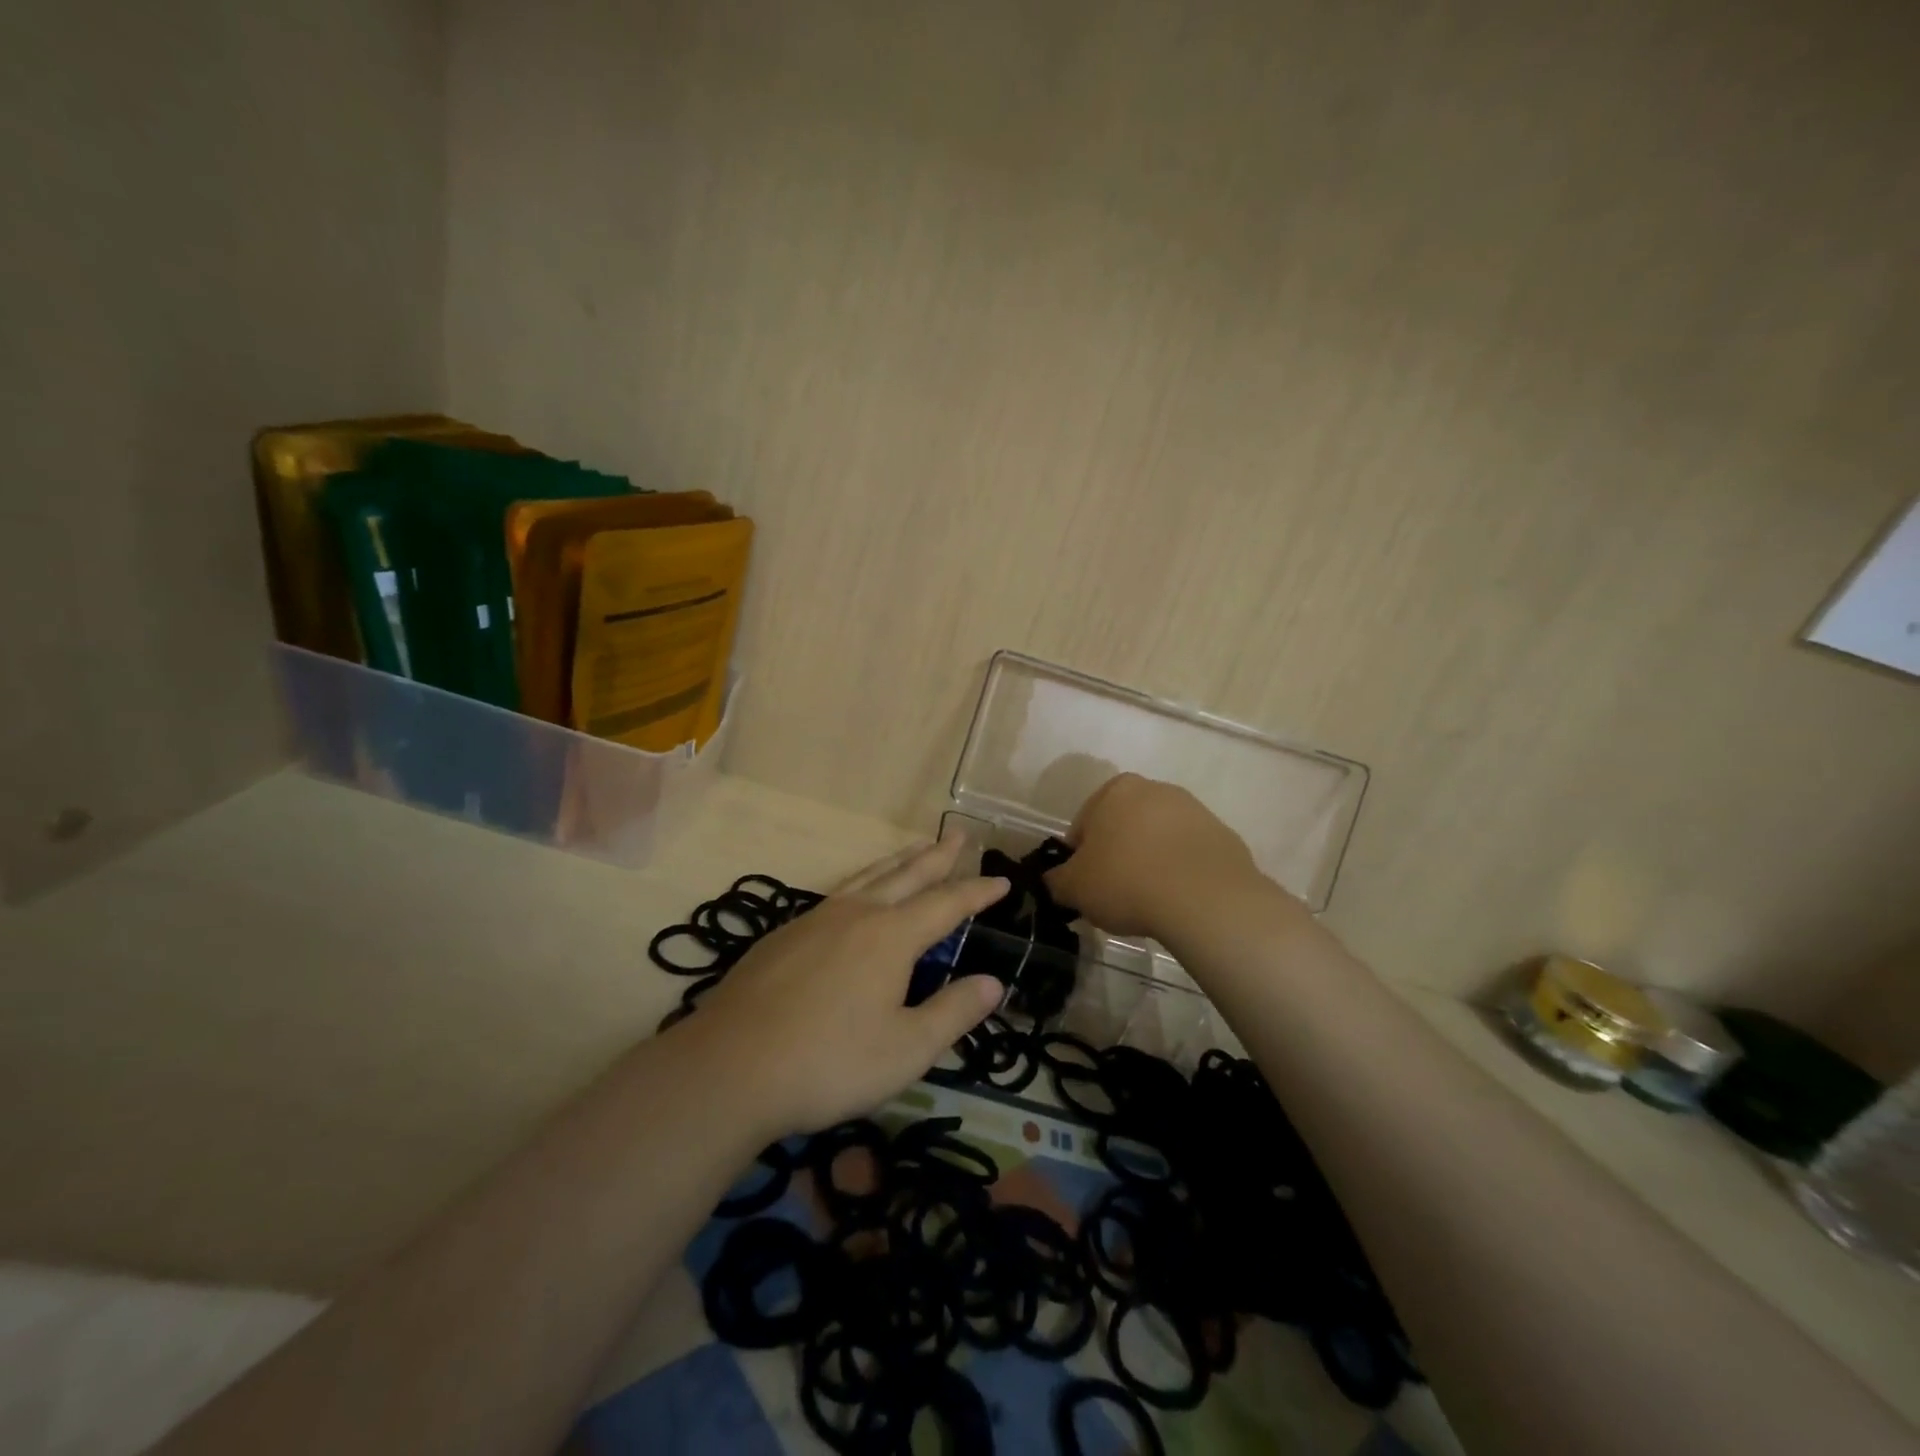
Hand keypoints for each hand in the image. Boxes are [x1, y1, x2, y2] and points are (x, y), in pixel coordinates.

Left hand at [686, 838, 1009, 1136]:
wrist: (730, 1067)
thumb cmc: (829, 1062)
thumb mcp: (906, 1050)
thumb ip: (953, 1012)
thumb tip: (993, 982)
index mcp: (891, 936)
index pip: (946, 904)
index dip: (977, 892)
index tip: (1001, 880)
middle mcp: (856, 914)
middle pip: (906, 875)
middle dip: (937, 857)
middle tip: (957, 836)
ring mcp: (815, 919)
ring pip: (867, 877)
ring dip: (898, 862)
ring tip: (914, 849)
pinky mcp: (784, 934)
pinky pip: (837, 893)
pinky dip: (862, 881)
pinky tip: (856, 895)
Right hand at [1044, 773, 1272, 938]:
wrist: (1206, 899)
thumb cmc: (1127, 882)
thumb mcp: (1074, 888)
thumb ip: (1056, 880)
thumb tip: (1054, 880)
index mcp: (1115, 790)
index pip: (1084, 824)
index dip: (1079, 857)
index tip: (1085, 885)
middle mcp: (1156, 789)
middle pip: (1124, 826)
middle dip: (1118, 854)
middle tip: (1115, 893)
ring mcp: (1195, 811)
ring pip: (1159, 839)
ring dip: (1150, 861)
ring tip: (1149, 900)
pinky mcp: (1224, 836)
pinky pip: (1190, 856)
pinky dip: (1181, 873)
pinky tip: (1178, 900)